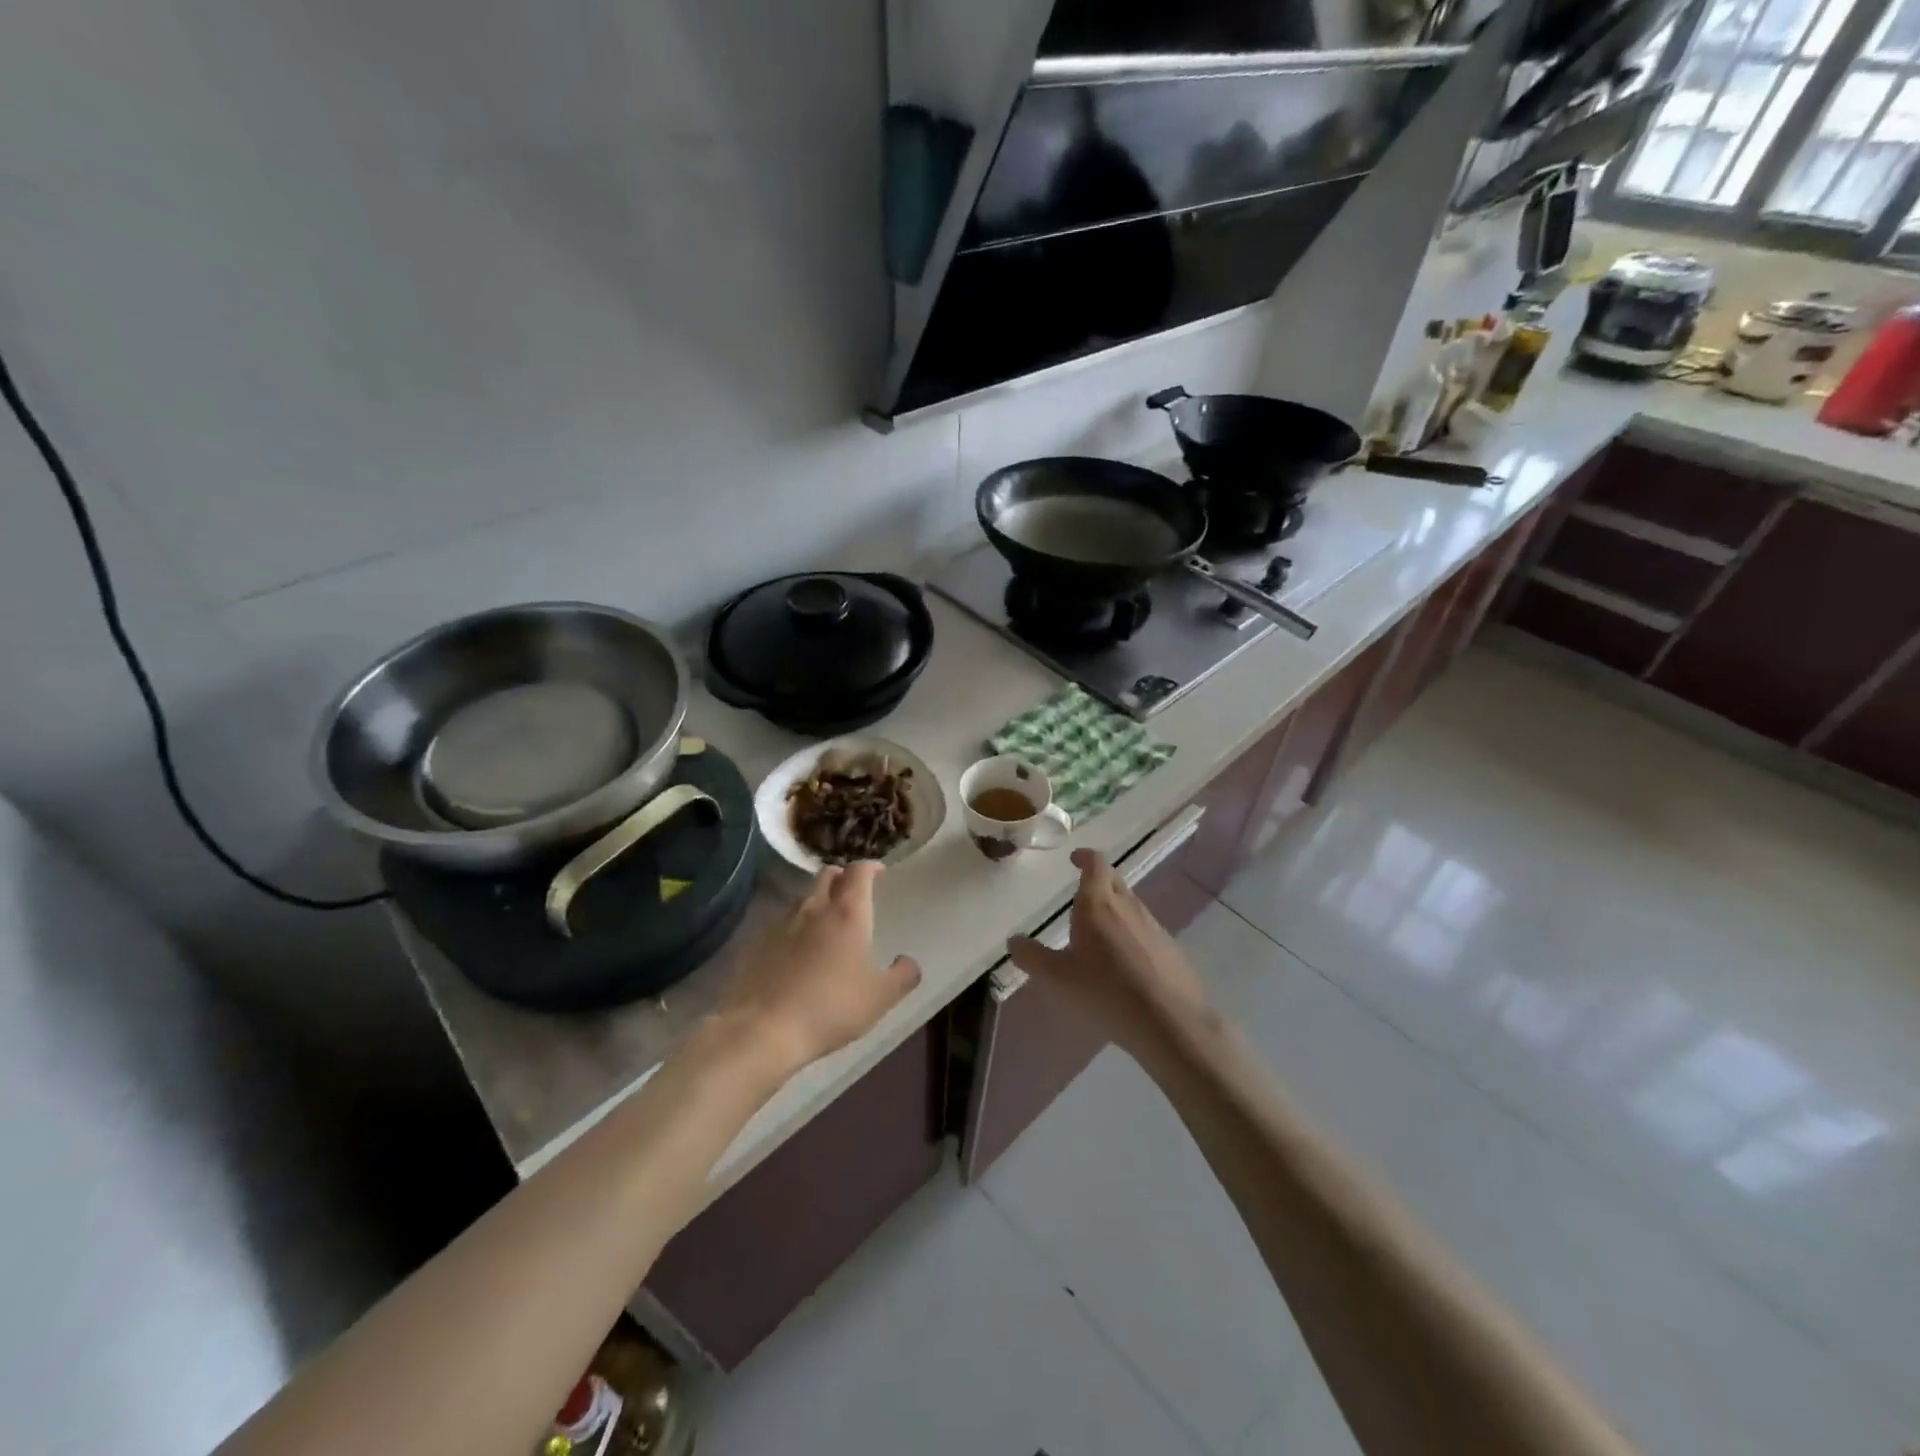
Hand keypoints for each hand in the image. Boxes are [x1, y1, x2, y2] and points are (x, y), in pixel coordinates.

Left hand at [716, 862, 921, 1074]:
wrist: (764, 1029)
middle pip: (827, 876)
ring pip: (804, 899)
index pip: (859, 871)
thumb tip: (908, 961)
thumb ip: (903, 975)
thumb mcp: (880, 998)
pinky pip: (782, 924)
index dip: (870, 867)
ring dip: (818, 902)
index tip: (879, 873)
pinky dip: (795, 929)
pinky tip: (797, 953)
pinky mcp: (757, 942)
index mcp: (847, 913)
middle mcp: (814, 909)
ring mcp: (782, 924)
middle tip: (853, 894)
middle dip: (842, 878)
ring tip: (826, 926)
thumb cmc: (831, 1008)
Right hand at [1006, 849, 1215, 1063]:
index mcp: (1098, 903)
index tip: (1075, 858)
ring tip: (1098, 933)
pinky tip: (1124, 962)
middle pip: (1114, 881)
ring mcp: (1153, 927)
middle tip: (1081, 896)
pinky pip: (1145, 931)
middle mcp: (1128, 906)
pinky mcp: (1170, 949)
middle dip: (1098, 882)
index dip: (1085, 857)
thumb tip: (1014, 940)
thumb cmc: (1106, 991)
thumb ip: (1032, 956)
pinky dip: (1130, 935)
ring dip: (1114, 910)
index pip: (1095, 864)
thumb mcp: (1057, 978)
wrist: (1170, 1022)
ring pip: (1131, 906)